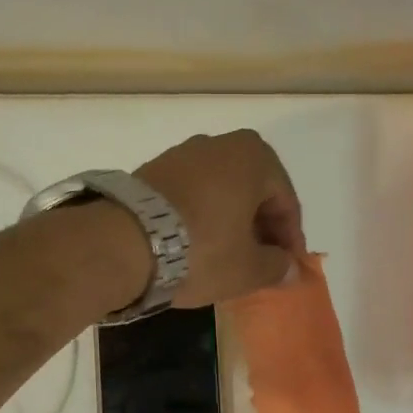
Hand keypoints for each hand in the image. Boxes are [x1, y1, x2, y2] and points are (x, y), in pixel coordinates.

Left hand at [134, 131, 304, 305]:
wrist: (122, 242)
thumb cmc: (202, 251)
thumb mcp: (248, 268)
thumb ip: (277, 267)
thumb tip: (289, 268)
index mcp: (254, 157)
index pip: (285, 202)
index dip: (290, 239)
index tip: (287, 266)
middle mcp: (219, 144)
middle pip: (253, 191)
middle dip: (260, 227)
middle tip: (260, 260)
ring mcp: (181, 154)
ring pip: (220, 191)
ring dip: (230, 221)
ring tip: (226, 255)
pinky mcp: (151, 170)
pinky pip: (191, 194)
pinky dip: (200, 216)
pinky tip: (195, 244)